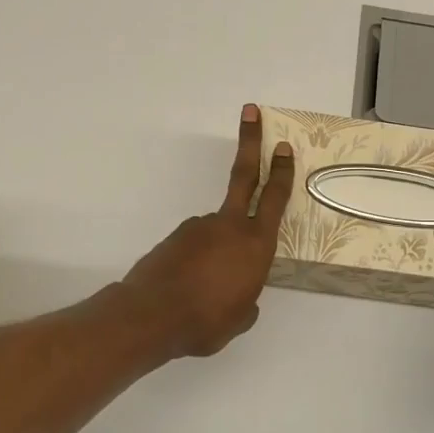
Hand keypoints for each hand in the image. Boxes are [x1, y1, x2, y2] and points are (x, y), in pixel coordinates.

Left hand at [119, 105, 294, 357]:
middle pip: (244, 175)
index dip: (281, 171)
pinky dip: (195, 263)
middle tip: (251, 112)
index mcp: (255, 245)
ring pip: (216, 230)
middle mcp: (228, 227)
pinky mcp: (175, 238)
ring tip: (205, 291)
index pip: (274, 199)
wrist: (150, 317)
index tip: (283, 145)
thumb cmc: (207, 321)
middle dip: (250, 141)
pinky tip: (188, 289)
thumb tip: (242, 295)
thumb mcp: (240, 318)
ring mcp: (198, 228)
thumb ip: (246, 300)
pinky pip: (194, 247)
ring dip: (216, 252)